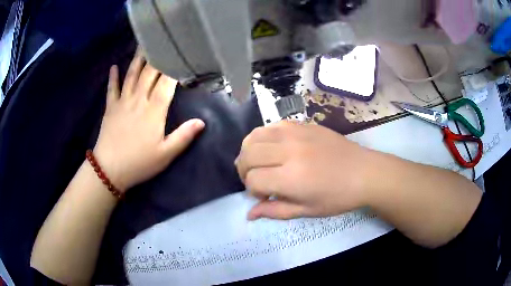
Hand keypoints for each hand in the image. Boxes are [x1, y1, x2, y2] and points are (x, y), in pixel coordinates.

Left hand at [94, 50, 204, 191]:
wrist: (109, 170)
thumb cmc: (140, 163)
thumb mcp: (166, 154)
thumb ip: (183, 136)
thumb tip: (202, 122)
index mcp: (154, 110)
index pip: (166, 83)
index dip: (174, 69)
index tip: (181, 57)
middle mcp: (138, 100)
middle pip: (149, 73)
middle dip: (157, 57)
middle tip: (163, 42)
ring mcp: (123, 102)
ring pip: (131, 75)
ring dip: (137, 59)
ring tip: (143, 44)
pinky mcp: (110, 108)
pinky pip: (112, 88)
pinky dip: (113, 77)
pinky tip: (114, 66)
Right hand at [236, 121, 375, 219]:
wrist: (364, 172)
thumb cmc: (338, 197)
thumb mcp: (307, 211)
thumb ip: (275, 211)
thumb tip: (249, 213)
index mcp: (292, 178)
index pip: (253, 180)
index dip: (253, 191)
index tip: (264, 196)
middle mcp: (289, 151)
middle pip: (248, 155)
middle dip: (244, 170)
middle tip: (255, 180)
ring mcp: (296, 133)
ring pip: (254, 136)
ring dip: (249, 151)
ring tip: (258, 162)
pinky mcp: (302, 124)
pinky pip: (271, 126)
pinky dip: (263, 137)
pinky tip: (272, 148)